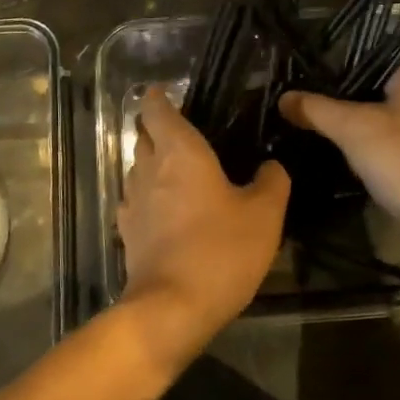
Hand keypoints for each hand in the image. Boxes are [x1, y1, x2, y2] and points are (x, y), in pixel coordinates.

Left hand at [118, 88, 288, 352]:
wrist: (172, 307)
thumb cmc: (221, 250)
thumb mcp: (265, 214)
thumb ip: (272, 181)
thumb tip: (271, 166)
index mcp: (180, 151)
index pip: (157, 109)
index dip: (160, 97)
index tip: (167, 92)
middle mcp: (148, 168)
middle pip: (144, 136)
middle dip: (158, 129)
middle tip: (187, 135)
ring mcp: (132, 201)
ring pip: (138, 168)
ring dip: (153, 164)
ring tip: (180, 173)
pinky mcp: (127, 232)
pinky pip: (136, 200)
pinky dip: (149, 197)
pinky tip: (167, 212)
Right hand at [280, 64, 399, 263]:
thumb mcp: (353, 128)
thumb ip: (316, 109)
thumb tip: (283, 97)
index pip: (366, 62)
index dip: (331, 72)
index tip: (299, 83)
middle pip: (370, 94)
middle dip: (337, 105)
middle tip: (297, 110)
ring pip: (377, 124)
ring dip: (350, 133)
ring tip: (308, 133)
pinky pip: (386, 150)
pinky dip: (365, 155)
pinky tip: (336, 161)